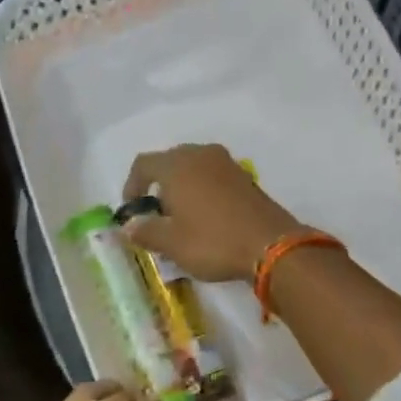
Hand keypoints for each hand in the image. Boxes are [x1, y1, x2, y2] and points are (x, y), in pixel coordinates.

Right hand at [122, 143, 307, 282]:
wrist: (272, 245)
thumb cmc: (213, 241)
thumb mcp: (172, 243)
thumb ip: (145, 231)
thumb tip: (128, 227)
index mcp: (177, 165)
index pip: (143, 164)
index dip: (132, 185)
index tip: (132, 210)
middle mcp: (201, 155)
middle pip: (170, 161)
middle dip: (158, 185)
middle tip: (156, 214)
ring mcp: (227, 163)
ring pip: (194, 167)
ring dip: (182, 186)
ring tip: (181, 216)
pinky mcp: (246, 177)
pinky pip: (214, 176)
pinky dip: (203, 190)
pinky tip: (207, 216)